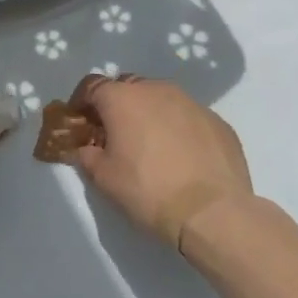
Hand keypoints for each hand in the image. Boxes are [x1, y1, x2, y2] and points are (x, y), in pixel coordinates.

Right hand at [72, 74, 255, 247]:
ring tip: (151, 145)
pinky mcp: (217, 121)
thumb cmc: (148, 190)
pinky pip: (188, 117)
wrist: (212, 212)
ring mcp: (191, 103)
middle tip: (115, 134)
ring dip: (150, 114)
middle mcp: (156, 90)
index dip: (81, 102)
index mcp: (122, 98)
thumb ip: (87, 155)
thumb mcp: (103, 177)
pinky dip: (179, 128)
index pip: (92, 86)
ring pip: (161, 99)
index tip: (80, 122)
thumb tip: (87, 148)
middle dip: (117, 105)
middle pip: (128, 87)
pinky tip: (182, 157)